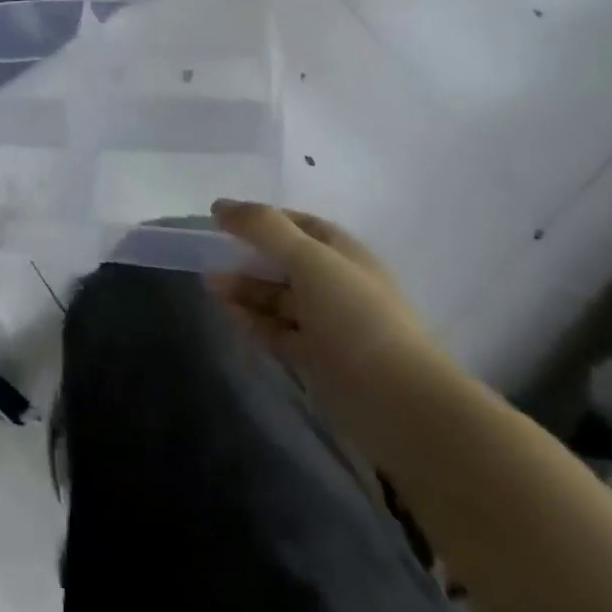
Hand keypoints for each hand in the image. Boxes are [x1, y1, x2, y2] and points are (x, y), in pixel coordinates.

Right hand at [208, 200, 464, 463]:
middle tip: (209, 258)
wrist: (401, 406)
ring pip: (279, 300)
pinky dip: (253, 322)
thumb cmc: (356, 318)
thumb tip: (220, 206)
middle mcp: (338, 287)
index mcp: (346, 256)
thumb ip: (263, 228)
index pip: (302, 226)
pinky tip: (229, 316)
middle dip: (248, 257)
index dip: (266, 219)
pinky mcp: (318, 362)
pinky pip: (278, 333)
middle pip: (286, 263)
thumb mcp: (309, 259)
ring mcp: (329, 327)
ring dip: (245, 290)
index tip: (225, 220)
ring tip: (210, 287)